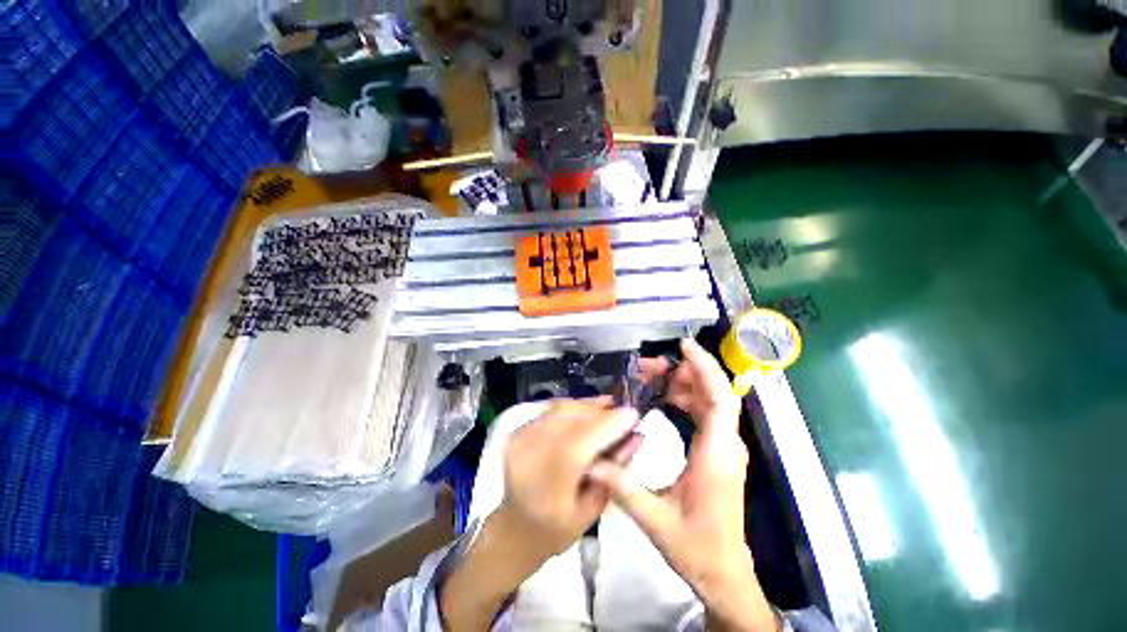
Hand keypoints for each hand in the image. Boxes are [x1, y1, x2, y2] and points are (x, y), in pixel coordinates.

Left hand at [440, 398, 639, 631]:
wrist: (514, 530)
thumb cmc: (557, 530)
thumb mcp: (593, 508)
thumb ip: (615, 470)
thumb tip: (637, 436)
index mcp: (548, 481)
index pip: (583, 439)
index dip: (610, 423)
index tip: (634, 414)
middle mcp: (530, 453)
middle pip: (570, 417)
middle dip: (600, 411)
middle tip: (622, 411)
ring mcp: (519, 439)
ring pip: (560, 409)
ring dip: (586, 406)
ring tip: (608, 405)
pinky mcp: (517, 431)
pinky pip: (549, 411)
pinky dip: (571, 408)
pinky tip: (586, 410)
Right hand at [590, 339, 778, 631]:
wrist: (723, 573)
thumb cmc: (696, 547)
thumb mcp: (655, 520)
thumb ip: (622, 487)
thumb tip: (592, 460)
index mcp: (716, 454)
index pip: (720, 398)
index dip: (705, 367)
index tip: (684, 346)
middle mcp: (726, 444)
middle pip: (714, 392)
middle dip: (685, 371)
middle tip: (651, 367)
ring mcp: (725, 448)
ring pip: (711, 401)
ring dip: (685, 384)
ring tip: (654, 378)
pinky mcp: (718, 452)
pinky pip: (706, 414)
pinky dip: (687, 399)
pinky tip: (666, 398)